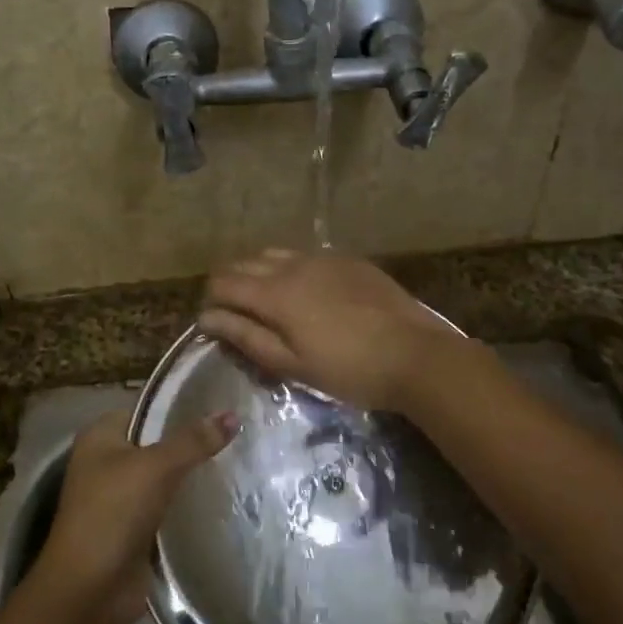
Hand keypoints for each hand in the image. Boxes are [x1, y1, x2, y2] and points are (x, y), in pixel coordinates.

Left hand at [33, 409, 236, 623]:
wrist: (89, 591)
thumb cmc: (113, 514)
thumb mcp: (155, 467)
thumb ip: (194, 441)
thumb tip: (233, 414)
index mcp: (101, 436)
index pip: (147, 409)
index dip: (181, 405)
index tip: (222, 403)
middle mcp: (108, 462)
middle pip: (159, 443)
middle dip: (193, 441)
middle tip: (240, 432)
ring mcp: (122, 498)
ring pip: (167, 476)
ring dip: (194, 475)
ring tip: (241, 459)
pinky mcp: (137, 529)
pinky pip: (170, 506)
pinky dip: (190, 504)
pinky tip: (225, 496)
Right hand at [199, 248, 462, 411]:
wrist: (415, 354)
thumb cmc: (349, 370)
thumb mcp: (292, 364)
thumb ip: (246, 337)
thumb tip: (207, 317)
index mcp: (275, 293)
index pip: (223, 282)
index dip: (212, 300)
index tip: (216, 322)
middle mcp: (294, 265)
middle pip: (245, 262)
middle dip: (232, 284)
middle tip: (240, 314)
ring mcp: (324, 258)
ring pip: (275, 254)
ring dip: (260, 272)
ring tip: (270, 302)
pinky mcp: (349, 260)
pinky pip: (306, 255)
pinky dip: (292, 268)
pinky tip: (307, 293)